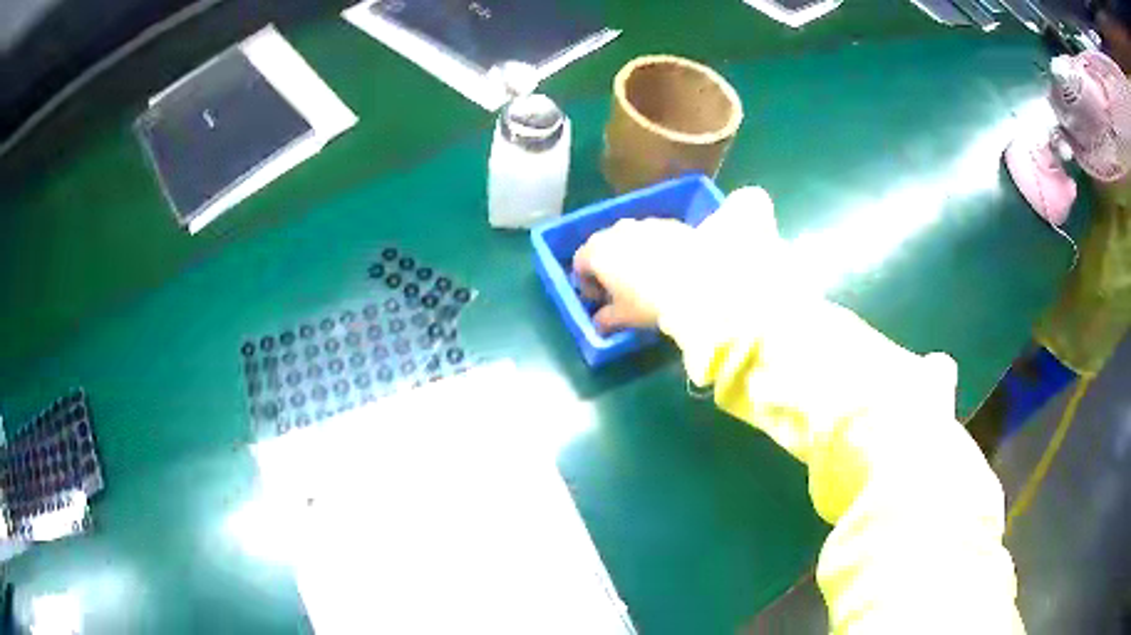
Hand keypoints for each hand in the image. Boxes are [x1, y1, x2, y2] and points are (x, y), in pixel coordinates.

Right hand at [572, 186, 778, 332]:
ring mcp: (644, 223)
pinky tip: (669, 268)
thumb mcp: (623, 316)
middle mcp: (616, 230)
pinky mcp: (670, 223)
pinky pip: (654, 236)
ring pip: (630, 239)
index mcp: (597, 251)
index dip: (586, 283)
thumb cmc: (649, 300)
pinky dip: (655, 249)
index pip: (580, 263)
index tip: (599, 300)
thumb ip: (605, 319)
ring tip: (647, 277)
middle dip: (607, 266)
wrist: (698, 280)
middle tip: (620, 289)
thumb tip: (599, 322)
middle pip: (603, 246)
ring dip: (632, 255)